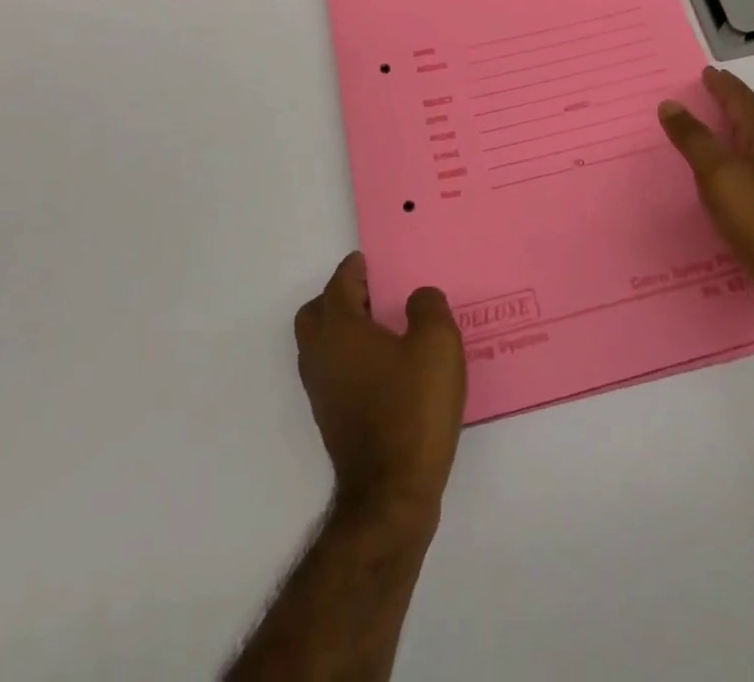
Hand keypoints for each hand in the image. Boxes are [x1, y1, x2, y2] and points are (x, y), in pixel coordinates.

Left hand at [293, 253, 465, 522]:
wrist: (391, 494)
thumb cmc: (413, 408)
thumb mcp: (437, 343)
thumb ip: (427, 307)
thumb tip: (416, 299)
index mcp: (339, 329)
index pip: (339, 284)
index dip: (354, 268)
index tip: (369, 261)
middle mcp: (320, 356)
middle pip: (316, 313)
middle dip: (339, 297)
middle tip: (373, 293)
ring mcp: (321, 392)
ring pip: (320, 344)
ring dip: (342, 328)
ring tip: (383, 328)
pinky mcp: (331, 419)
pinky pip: (332, 371)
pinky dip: (349, 357)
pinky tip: (385, 366)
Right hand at [659, 67, 753, 336]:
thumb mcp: (717, 174)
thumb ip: (694, 138)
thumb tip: (671, 104)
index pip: (745, 103)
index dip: (726, 87)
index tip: (709, 73)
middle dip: (734, 106)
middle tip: (712, 95)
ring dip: (738, 135)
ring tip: (717, 133)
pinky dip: (740, 166)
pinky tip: (729, 182)